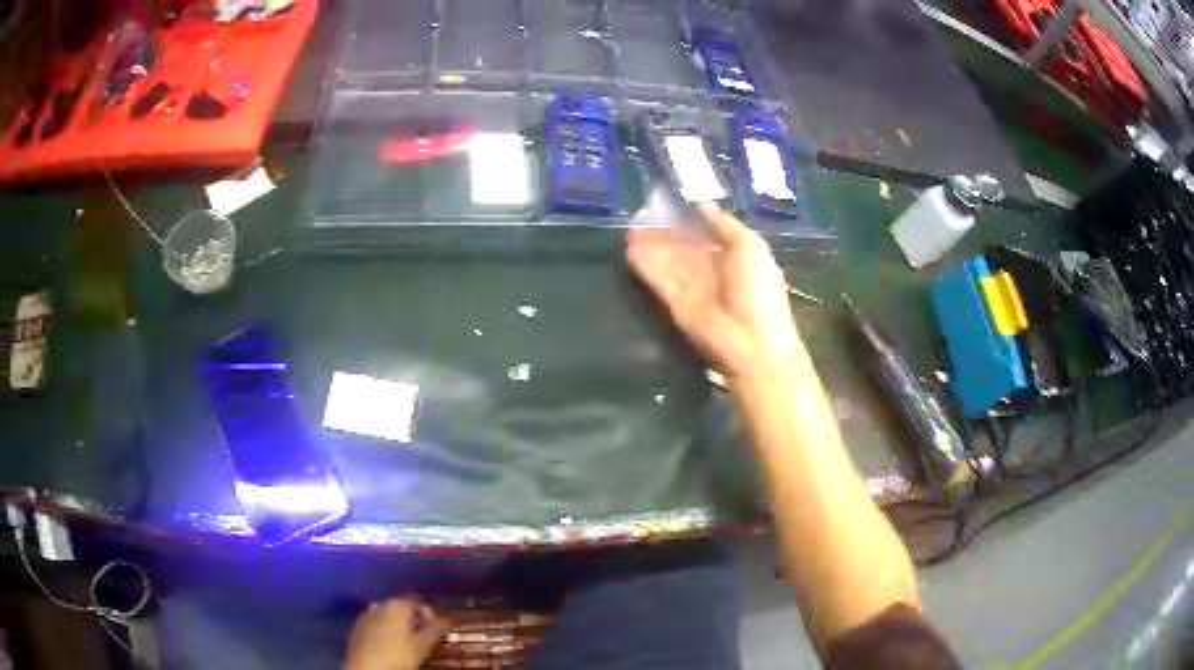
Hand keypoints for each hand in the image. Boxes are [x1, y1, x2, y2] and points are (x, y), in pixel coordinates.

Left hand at [344, 596, 449, 669]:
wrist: (366, 668)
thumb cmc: (397, 655)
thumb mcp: (422, 645)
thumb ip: (435, 629)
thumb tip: (447, 618)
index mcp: (395, 605)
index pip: (416, 600)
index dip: (429, 611)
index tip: (435, 627)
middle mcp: (378, 605)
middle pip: (400, 606)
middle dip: (413, 618)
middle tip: (423, 635)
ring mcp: (365, 616)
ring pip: (386, 616)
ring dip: (398, 625)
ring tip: (407, 641)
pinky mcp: (357, 629)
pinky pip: (375, 625)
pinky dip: (385, 631)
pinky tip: (389, 645)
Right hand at [626, 203, 800, 381]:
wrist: (753, 341)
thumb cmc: (758, 289)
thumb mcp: (749, 245)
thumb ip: (723, 224)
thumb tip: (700, 203)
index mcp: (732, 256)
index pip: (702, 235)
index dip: (683, 221)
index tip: (663, 205)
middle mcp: (711, 271)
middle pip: (681, 248)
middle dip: (661, 232)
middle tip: (637, 216)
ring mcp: (693, 289)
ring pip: (667, 262)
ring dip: (649, 246)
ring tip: (628, 229)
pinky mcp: (676, 306)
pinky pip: (659, 281)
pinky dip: (646, 267)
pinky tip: (630, 250)